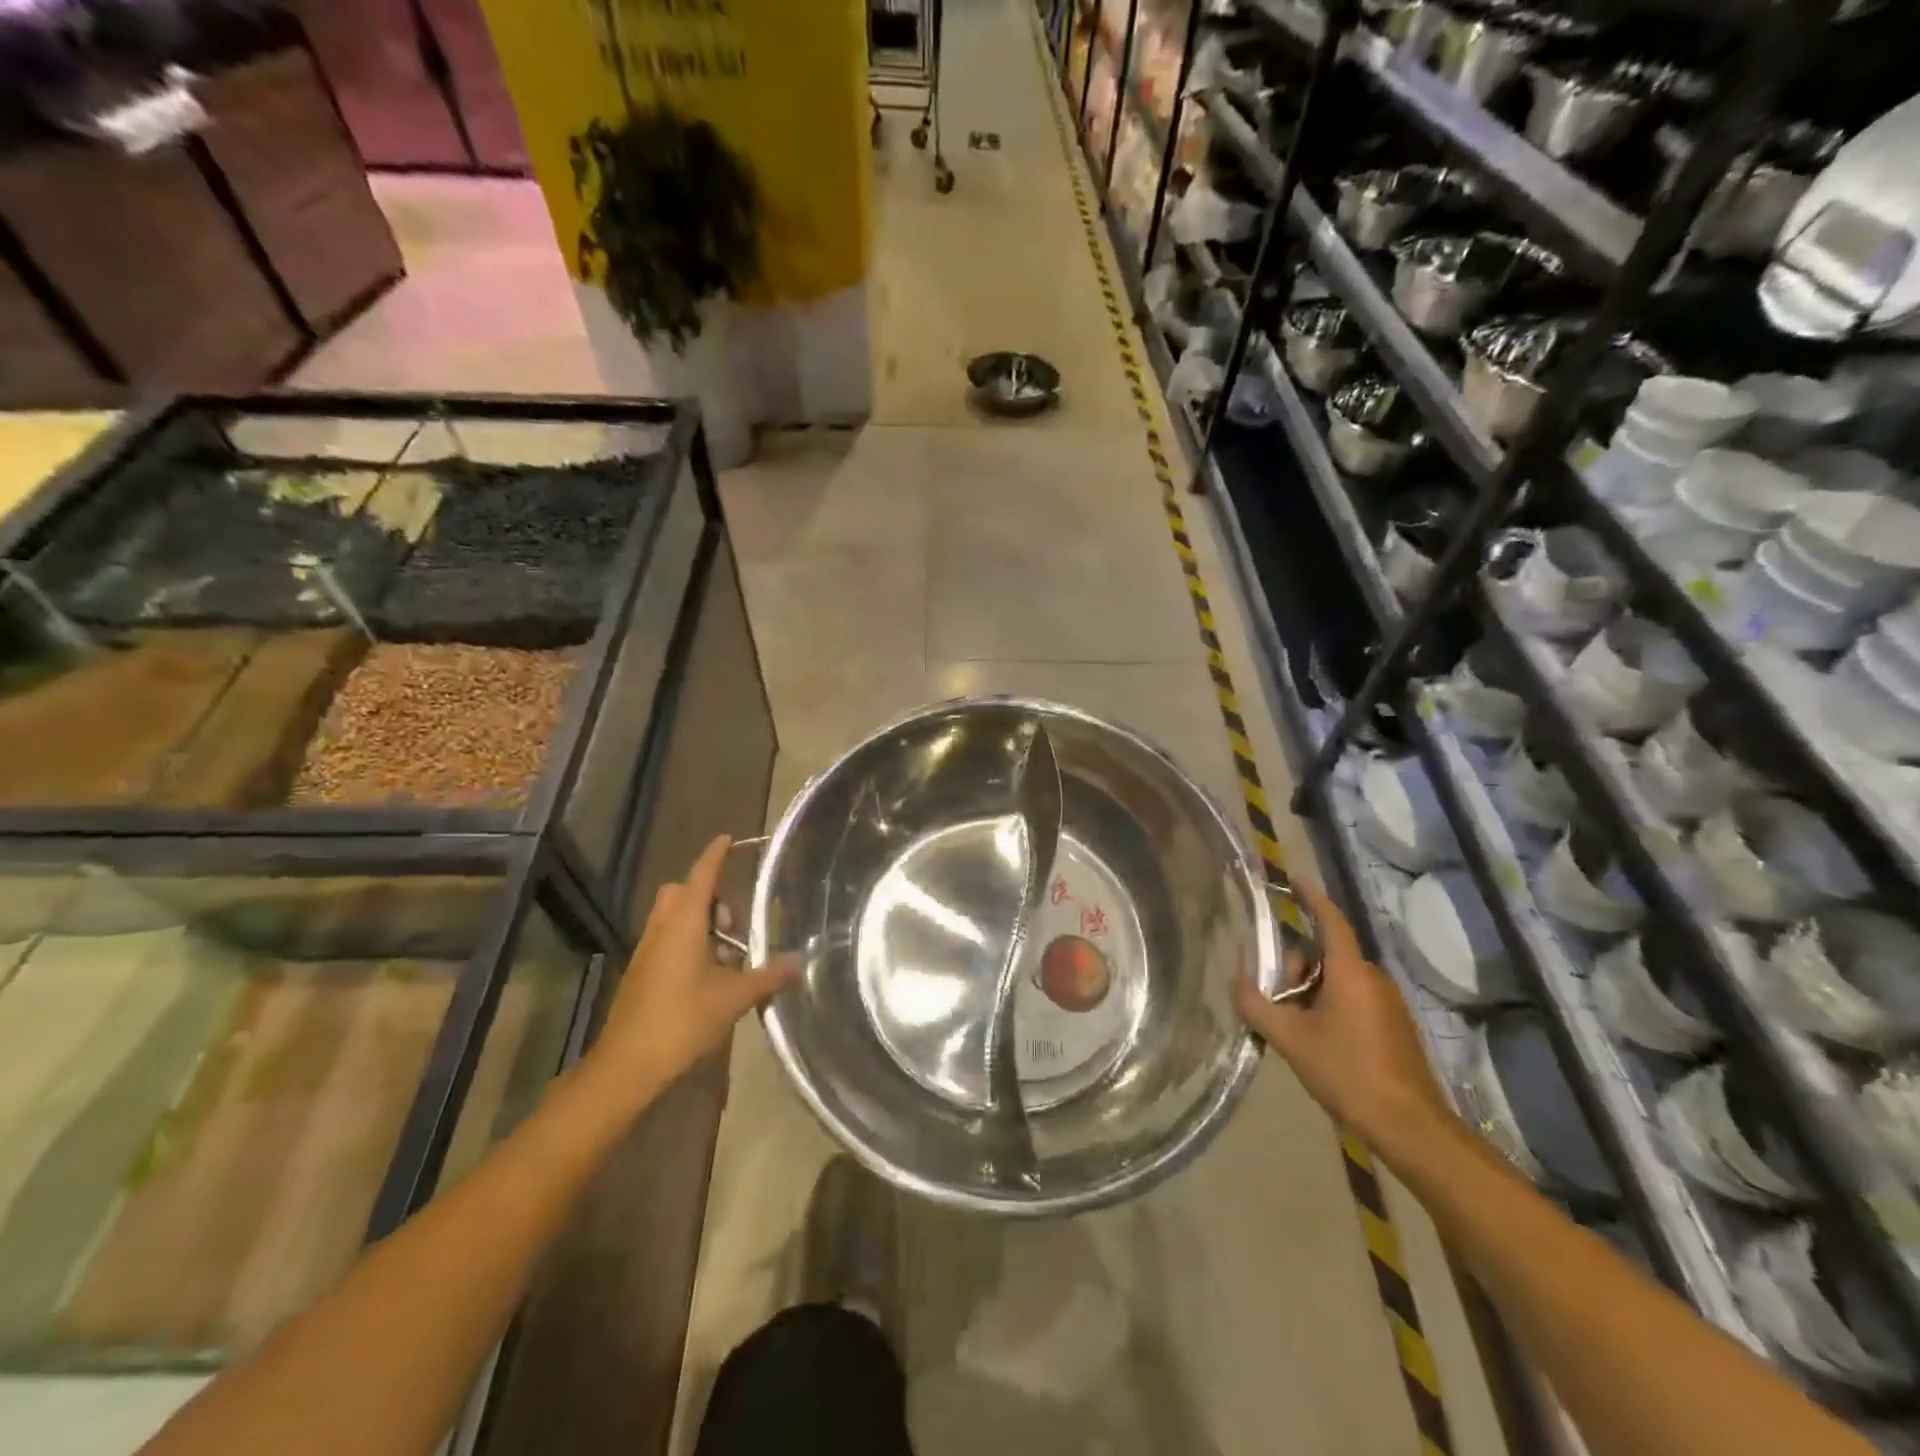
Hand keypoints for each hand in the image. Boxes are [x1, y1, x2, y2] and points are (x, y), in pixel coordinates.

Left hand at [580, 835, 797, 1117]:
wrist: (626, 1067)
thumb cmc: (681, 1020)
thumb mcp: (734, 998)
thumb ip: (767, 976)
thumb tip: (798, 963)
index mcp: (683, 924)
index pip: (701, 876)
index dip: (715, 855)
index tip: (729, 839)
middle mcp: (662, 929)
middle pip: (682, 893)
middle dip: (709, 896)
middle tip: (733, 925)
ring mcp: (647, 952)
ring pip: (673, 917)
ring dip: (699, 922)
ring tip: (727, 955)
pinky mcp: (641, 974)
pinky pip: (667, 940)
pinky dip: (688, 943)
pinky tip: (709, 977)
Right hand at [1234, 875, 1453, 1155]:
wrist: (1408, 1126)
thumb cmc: (1347, 1073)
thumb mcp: (1290, 1039)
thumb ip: (1256, 1005)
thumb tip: (1237, 981)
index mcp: (1350, 972)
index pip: (1330, 920)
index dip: (1311, 897)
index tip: (1294, 878)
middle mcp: (1373, 979)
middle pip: (1326, 954)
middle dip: (1296, 966)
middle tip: (1275, 997)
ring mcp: (1389, 1003)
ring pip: (1338, 979)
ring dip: (1310, 990)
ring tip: (1293, 1026)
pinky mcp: (1395, 1026)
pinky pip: (1354, 998)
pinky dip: (1329, 1005)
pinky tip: (1316, 1039)